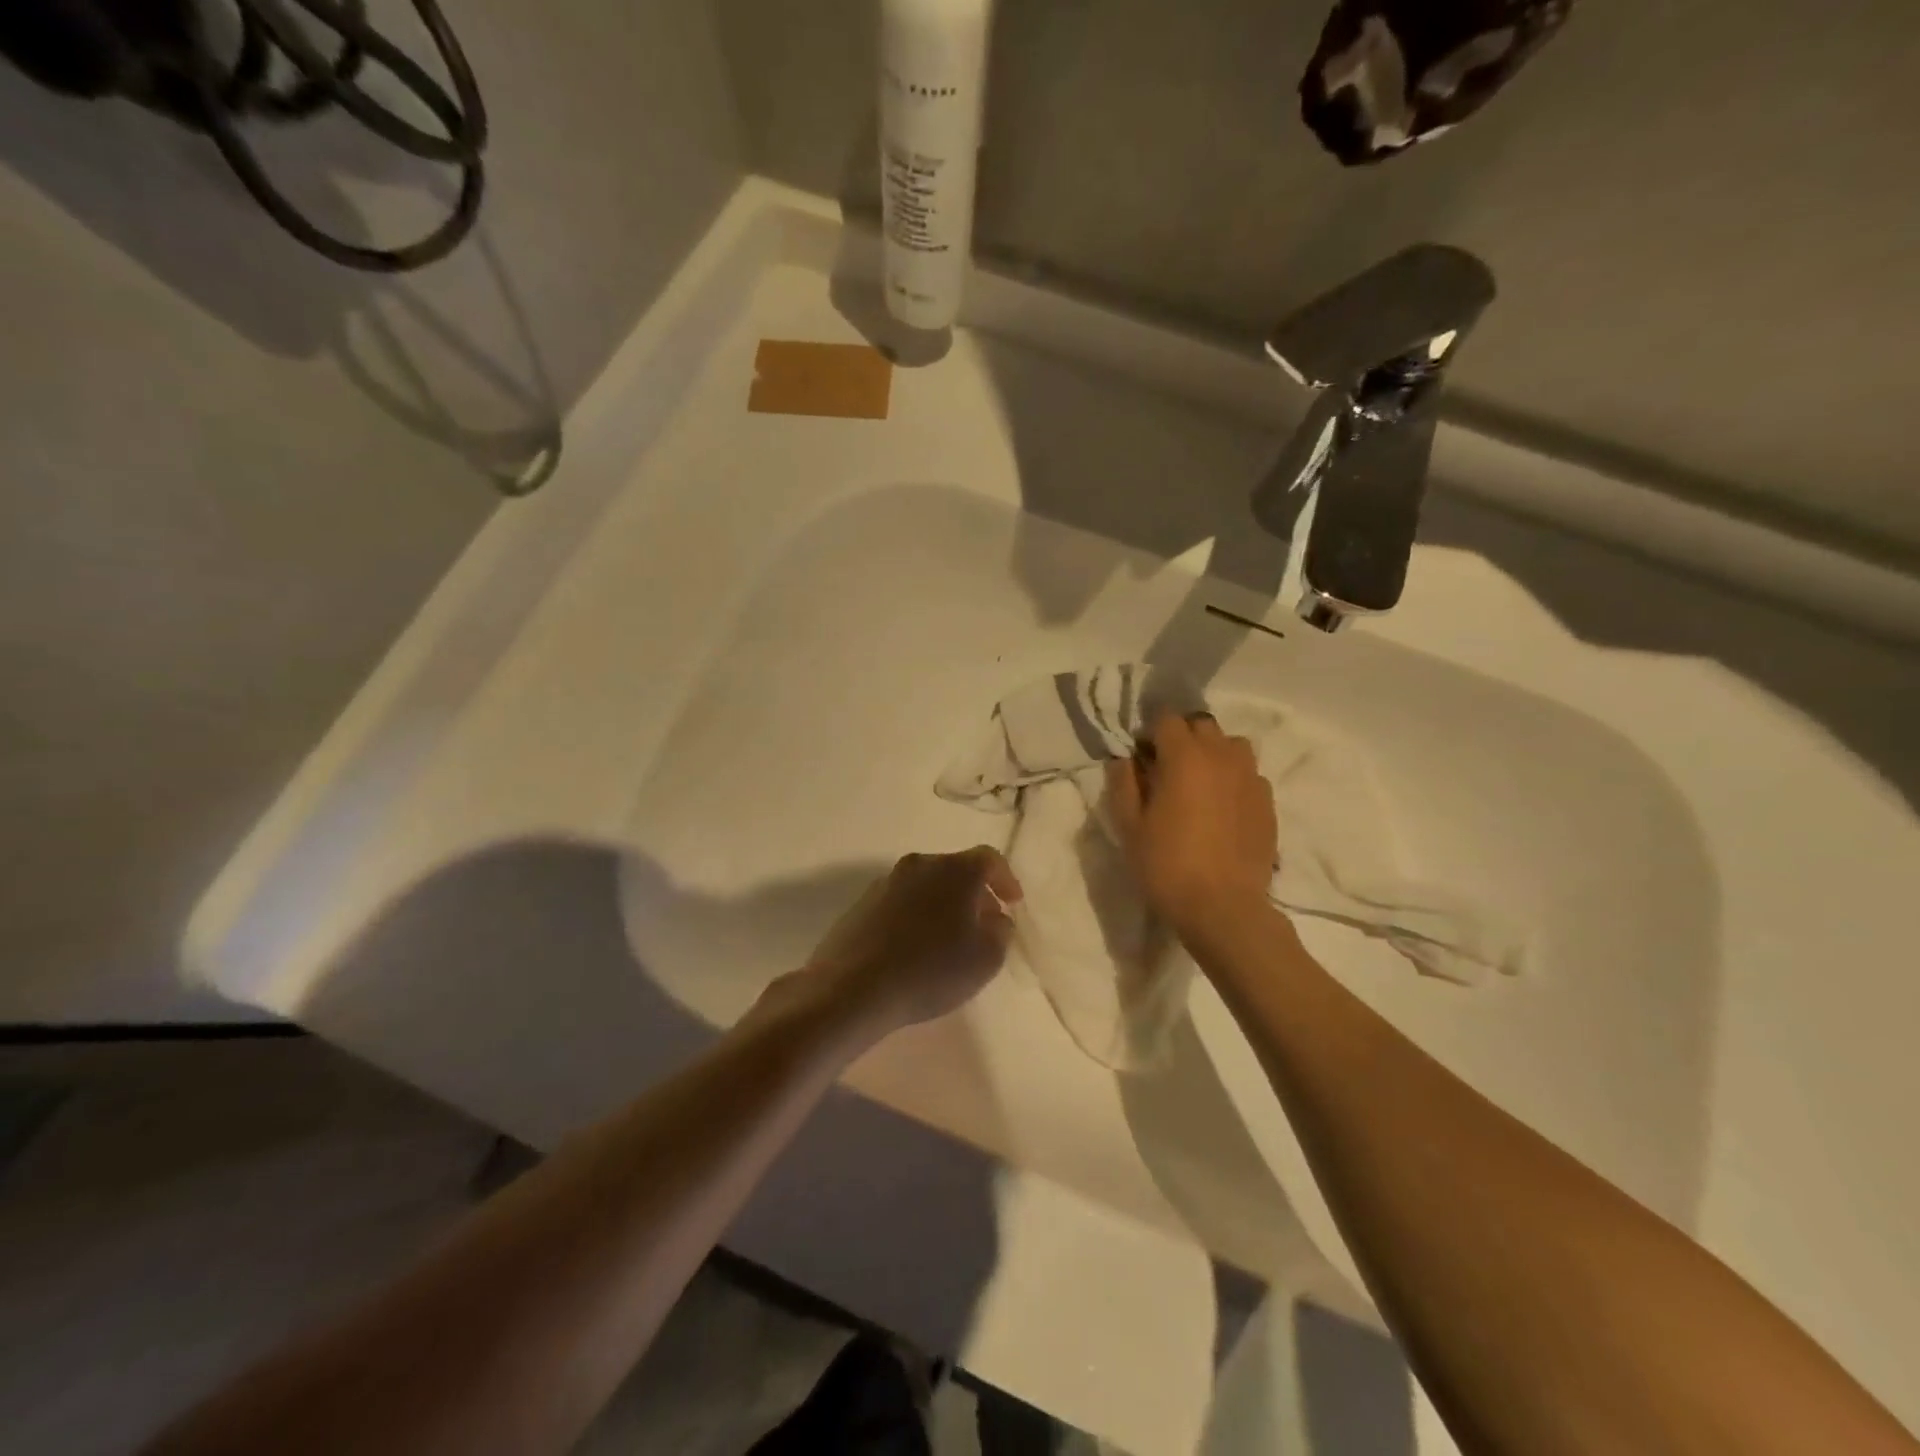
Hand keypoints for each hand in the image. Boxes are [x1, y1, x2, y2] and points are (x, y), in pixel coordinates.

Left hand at [799, 847, 1021, 1038]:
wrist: (853, 987)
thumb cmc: (931, 970)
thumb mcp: (986, 958)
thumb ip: (1001, 931)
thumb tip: (994, 917)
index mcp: (954, 870)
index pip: (989, 858)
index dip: (1005, 879)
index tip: (1013, 903)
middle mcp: (920, 865)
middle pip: (956, 870)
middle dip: (974, 894)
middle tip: (984, 925)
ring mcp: (886, 882)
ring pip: (927, 885)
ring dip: (943, 905)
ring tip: (949, 940)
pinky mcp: (862, 904)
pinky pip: (901, 903)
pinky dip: (916, 917)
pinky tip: (916, 949)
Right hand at [1107, 713, 1276, 937]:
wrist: (1223, 908)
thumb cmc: (1167, 865)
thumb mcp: (1129, 826)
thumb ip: (1123, 783)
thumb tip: (1124, 759)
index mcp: (1185, 757)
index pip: (1166, 719)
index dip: (1150, 733)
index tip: (1141, 758)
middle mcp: (1222, 756)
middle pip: (1202, 725)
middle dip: (1182, 738)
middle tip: (1166, 769)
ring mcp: (1251, 778)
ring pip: (1231, 745)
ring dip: (1212, 753)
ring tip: (1199, 783)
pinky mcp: (1268, 802)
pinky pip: (1249, 774)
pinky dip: (1233, 779)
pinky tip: (1222, 808)